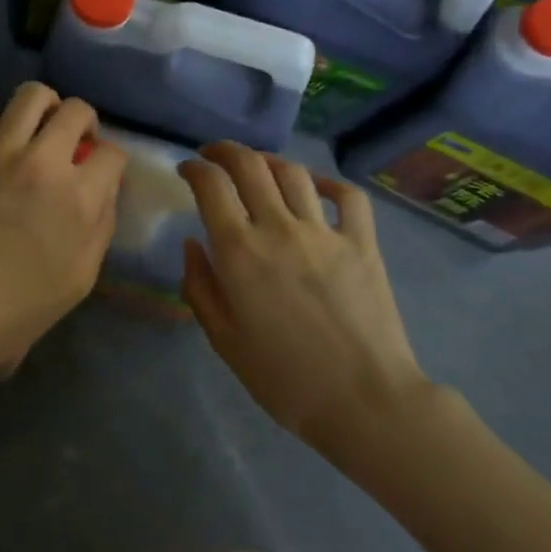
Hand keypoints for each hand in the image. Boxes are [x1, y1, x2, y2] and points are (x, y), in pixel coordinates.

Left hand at [0, 83, 125, 433]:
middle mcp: (42, 162)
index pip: (112, 153)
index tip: (96, 173)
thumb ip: (100, 225)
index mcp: (78, 198)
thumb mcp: (80, 279)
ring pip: (31, 96)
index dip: (108, 163)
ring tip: (34, 131)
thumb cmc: (14, 312)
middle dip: (82, 124)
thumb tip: (102, 188)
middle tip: (70, 143)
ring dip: (42, 110)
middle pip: (76, 111)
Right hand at [177, 142, 430, 458]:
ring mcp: (325, 232)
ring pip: (293, 173)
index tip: (187, 169)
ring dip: (268, 161)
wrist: (363, 400)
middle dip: (225, 151)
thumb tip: (192, 244)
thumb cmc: (283, 377)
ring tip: (257, 166)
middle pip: (249, 165)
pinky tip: (314, 187)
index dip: (194, 169)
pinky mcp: (362, 243)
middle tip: (213, 154)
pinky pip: (346, 196)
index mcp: (239, 251)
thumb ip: (200, 286)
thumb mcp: (223, 339)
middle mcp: (279, 228)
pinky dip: (327, 182)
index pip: (211, 186)